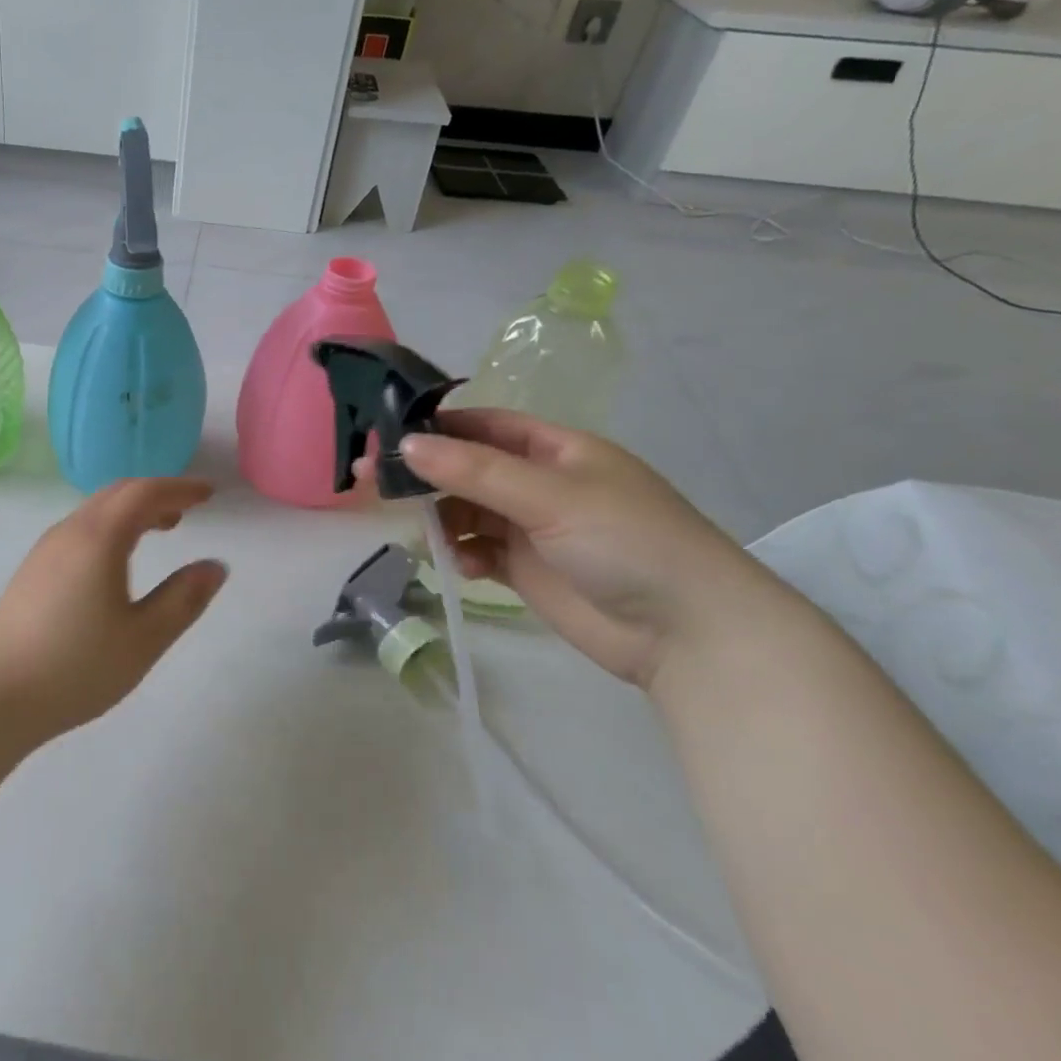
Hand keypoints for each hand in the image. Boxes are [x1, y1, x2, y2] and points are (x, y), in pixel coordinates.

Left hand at [0, 477, 228, 737]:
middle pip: (118, 493)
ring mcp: (46, 549)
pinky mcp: (33, 569)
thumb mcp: (144, 639)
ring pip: (96, 510)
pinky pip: (81, 528)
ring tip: (161, 529)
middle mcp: (70, 531)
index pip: (145, 493)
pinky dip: (110, 526)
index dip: (179, 488)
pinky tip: (118, 558)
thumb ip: (183, 599)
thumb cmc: (76, 666)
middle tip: (188, 509)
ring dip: (131, 510)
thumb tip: (215, 566)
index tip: (209, 494)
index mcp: (99, 538)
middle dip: (156, 494)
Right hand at [378, 410, 784, 687]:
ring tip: (418, 531)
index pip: (483, 425)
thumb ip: (475, 471)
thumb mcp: (551, 495)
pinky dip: (461, 553)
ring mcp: (532, 527)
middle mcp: (539, 483)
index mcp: (555, 450)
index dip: (436, 427)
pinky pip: (476, 549)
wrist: (689, 634)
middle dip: (423, 474)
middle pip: (465, 468)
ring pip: (465, 509)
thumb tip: (406, 446)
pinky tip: (463, 565)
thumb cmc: (629, 542)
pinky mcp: (525, 569)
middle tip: (371, 481)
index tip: (386, 436)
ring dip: (440, 517)